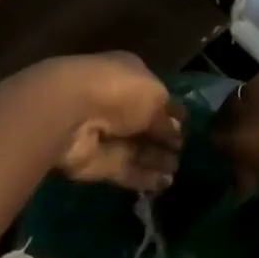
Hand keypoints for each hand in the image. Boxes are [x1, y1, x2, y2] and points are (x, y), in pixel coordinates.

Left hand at [47, 53, 184, 192]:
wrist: (71, 113)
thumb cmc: (119, 90)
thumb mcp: (155, 94)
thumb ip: (166, 114)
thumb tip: (175, 129)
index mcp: (127, 74)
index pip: (152, 93)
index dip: (169, 110)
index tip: (186, 127)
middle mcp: (114, 101)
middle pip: (143, 123)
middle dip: (163, 138)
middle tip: (184, 153)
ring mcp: (103, 132)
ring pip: (135, 148)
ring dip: (156, 159)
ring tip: (178, 170)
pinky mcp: (95, 161)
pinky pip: (125, 169)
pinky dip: (144, 176)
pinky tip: (165, 184)